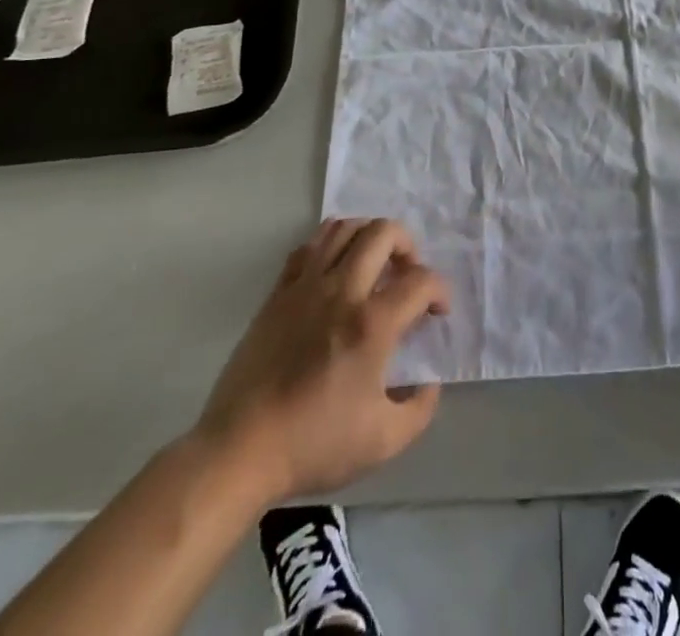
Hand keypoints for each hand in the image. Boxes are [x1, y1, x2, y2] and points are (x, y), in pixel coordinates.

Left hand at [194, 217, 449, 504]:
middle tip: (407, 274)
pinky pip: (309, 245)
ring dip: (369, 235)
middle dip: (408, 245)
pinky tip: (336, 269)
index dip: (440, 291)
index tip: (437, 313)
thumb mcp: (383, 442)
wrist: (239, 451)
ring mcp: (306, 286)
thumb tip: (429, 383)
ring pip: (345, 228)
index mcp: (371, 324)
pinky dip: (331, 244)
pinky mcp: (279, 293)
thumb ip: (419, 409)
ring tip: (375, 262)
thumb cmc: (313, 445)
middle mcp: (342, 291)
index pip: (421, 281)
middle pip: (384, 233)